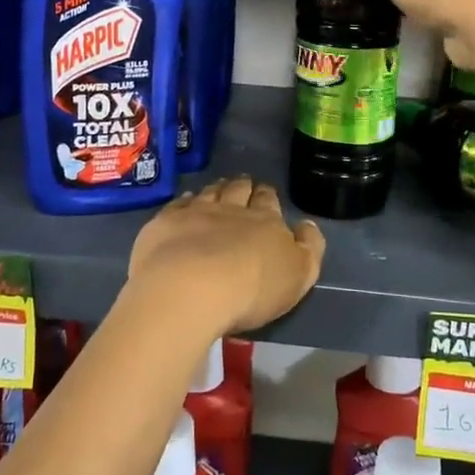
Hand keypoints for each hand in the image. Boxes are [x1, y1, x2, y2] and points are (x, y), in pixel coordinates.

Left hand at [127, 177, 324, 335]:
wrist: (190, 288)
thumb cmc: (251, 289)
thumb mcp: (299, 275)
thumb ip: (309, 248)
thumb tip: (307, 225)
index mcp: (265, 221)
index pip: (268, 200)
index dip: (267, 196)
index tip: (265, 194)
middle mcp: (231, 209)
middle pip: (238, 190)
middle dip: (243, 186)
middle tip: (243, 185)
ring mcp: (195, 213)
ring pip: (209, 192)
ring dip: (216, 189)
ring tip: (218, 188)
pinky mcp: (166, 223)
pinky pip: (178, 204)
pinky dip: (185, 201)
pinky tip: (185, 203)